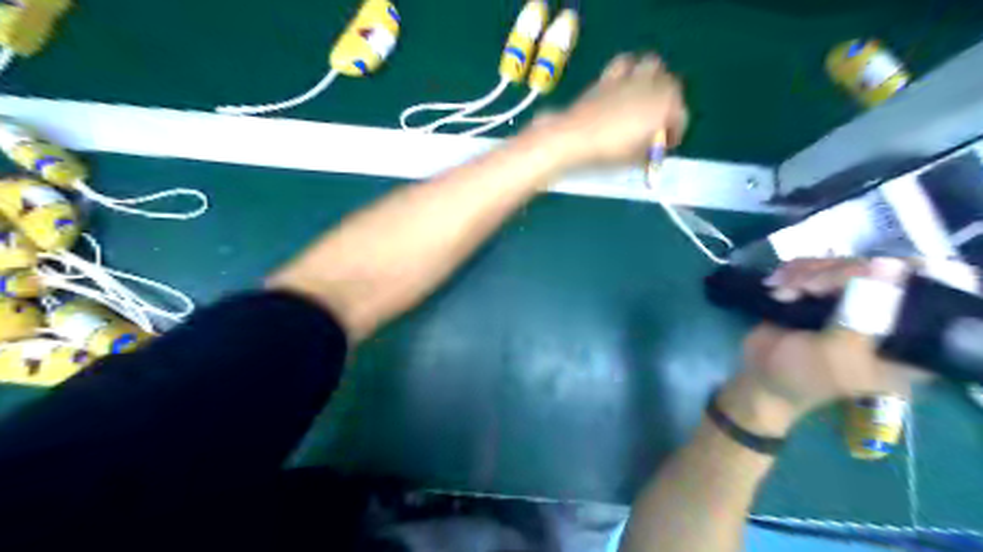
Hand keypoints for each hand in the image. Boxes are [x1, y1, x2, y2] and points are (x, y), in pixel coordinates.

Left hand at [536, 55, 689, 170]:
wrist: (575, 137)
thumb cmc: (610, 151)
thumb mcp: (636, 158)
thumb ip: (649, 151)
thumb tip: (652, 149)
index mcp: (666, 107)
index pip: (680, 117)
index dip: (674, 133)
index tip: (664, 146)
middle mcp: (654, 86)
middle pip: (671, 88)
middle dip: (668, 104)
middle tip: (656, 124)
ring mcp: (631, 78)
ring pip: (653, 66)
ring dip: (654, 79)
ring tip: (644, 98)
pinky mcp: (610, 76)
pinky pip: (626, 63)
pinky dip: (629, 70)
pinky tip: (623, 85)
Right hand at [721, 257, 926, 435]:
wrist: (761, 376)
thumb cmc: (802, 375)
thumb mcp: (836, 352)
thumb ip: (863, 313)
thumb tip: (889, 265)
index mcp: (903, 338)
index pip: (915, 290)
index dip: (888, 275)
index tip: (847, 281)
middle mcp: (881, 315)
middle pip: (871, 268)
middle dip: (829, 274)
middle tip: (803, 288)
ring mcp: (848, 301)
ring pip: (837, 264)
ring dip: (804, 273)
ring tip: (782, 292)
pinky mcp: (819, 294)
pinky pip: (814, 267)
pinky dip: (792, 271)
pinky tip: (776, 285)